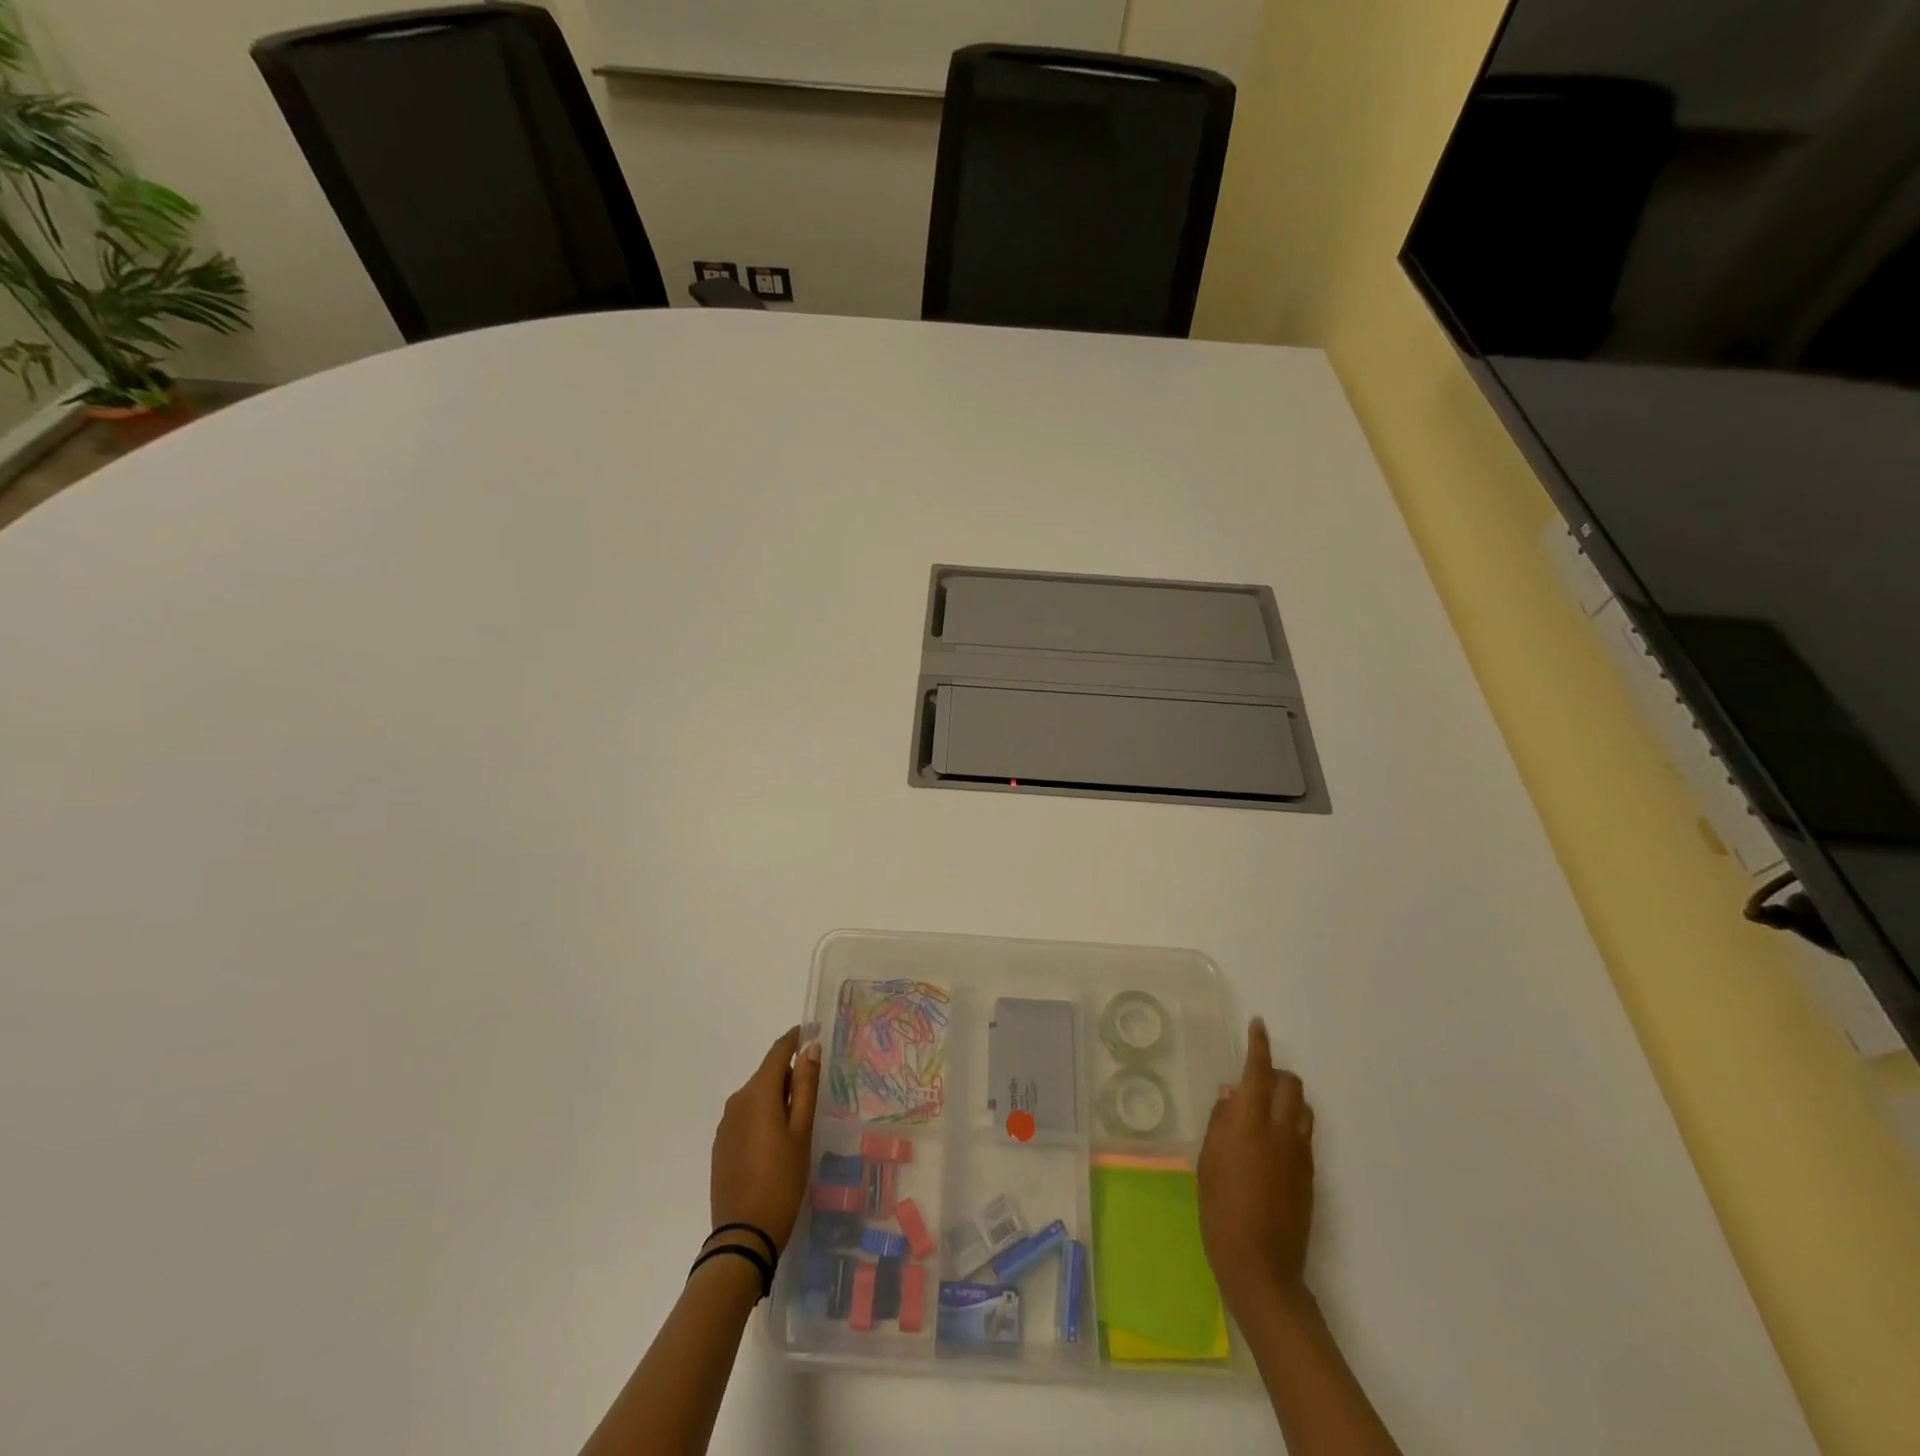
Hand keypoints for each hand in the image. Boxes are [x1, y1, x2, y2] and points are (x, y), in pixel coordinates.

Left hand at [709, 1027, 820, 1257]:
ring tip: (798, 1121)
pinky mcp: (720, 1145)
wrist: (743, 1236)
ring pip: (756, 1097)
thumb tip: (810, 1048)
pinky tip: (775, 1141)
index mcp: (758, 1093)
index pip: (777, 1052)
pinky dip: (762, 1117)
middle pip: (766, 1075)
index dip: (795, 1039)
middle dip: (789, 1075)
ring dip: (775, 1098)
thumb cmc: (782, 1180)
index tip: (811, 1032)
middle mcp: (736, 1101)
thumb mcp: (802, 1132)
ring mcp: (725, 1124)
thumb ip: (806, 1087)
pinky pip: (745, 1117)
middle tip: (814, 1091)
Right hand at [1197, 1017, 1315, 1315]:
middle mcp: (1280, 1130)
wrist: (1261, 1266)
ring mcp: (1300, 1153)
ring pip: (1303, 1107)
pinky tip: (1271, 1141)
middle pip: (1290, 1084)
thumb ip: (1221, 1122)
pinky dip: (1291, 1122)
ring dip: (1286, 1097)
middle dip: (1275, 1072)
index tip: (1258, 1024)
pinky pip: (1304, 1133)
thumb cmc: (1220, 1209)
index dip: (1259, 1044)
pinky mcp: (1310, 1174)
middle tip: (1254, 1078)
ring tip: (1264, 1108)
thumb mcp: (1208, 1160)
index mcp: (1249, 1122)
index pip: (1258, 1070)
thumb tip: (1232, 1094)